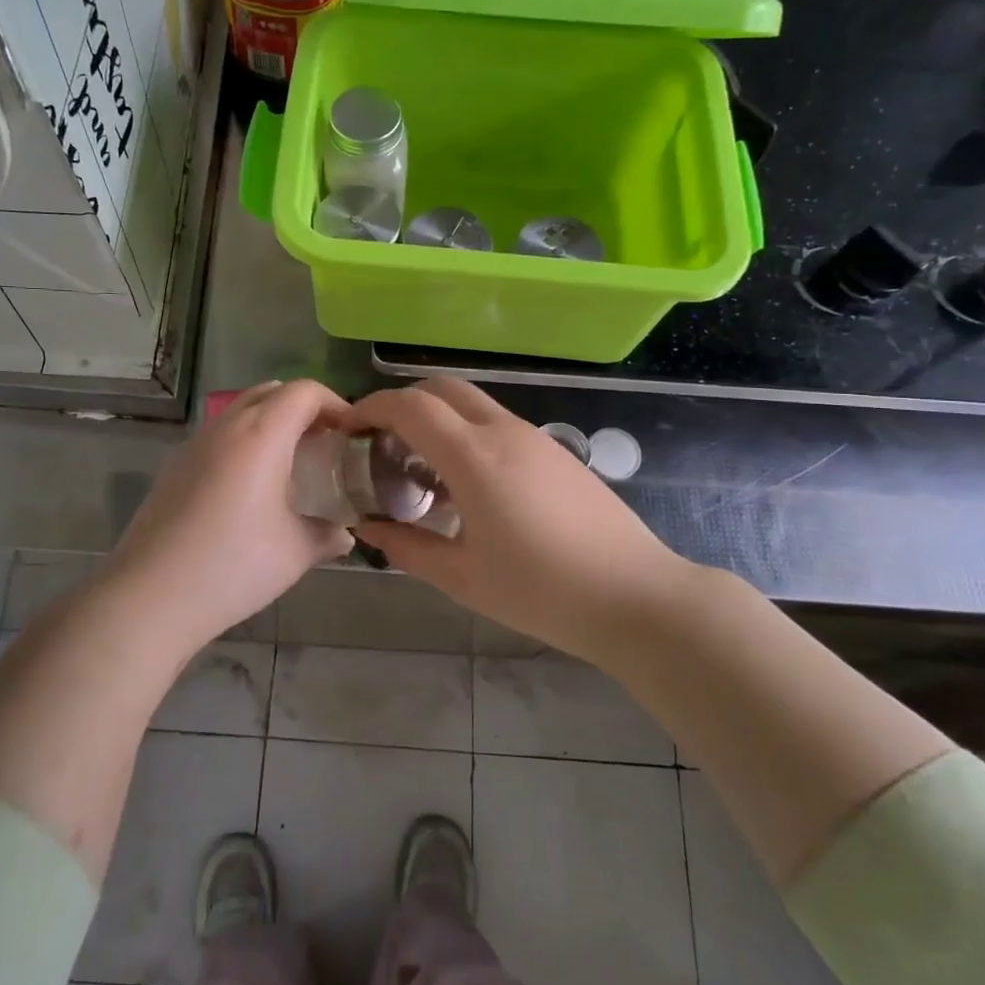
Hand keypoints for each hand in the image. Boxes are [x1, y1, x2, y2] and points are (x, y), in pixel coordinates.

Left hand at [104, 379, 354, 652]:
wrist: (150, 595)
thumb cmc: (232, 566)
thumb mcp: (294, 553)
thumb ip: (327, 536)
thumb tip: (345, 535)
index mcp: (261, 435)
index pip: (304, 391)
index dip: (334, 403)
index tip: (351, 432)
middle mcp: (226, 427)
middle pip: (271, 392)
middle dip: (303, 409)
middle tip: (325, 444)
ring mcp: (195, 445)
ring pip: (240, 412)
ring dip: (271, 424)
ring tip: (291, 465)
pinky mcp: (175, 467)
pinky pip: (219, 436)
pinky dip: (244, 443)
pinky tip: (251, 489)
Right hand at [346, 380, 695, 665]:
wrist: (635, 596)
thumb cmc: (542, 592)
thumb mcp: (463, 577)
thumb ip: (407, 547)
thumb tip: (368, 526)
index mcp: (475, 458)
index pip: (410, 406)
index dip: (371, 408)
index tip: (349, 429)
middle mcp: (503, 432)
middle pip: (441, 389)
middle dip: (402, 403)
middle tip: (380, 443)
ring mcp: (534, 437)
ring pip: (471, 404)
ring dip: (436, 419)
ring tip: (418, 469)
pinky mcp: (554, 451)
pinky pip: (496, 424)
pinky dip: (465, 433)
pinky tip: (464, 484)